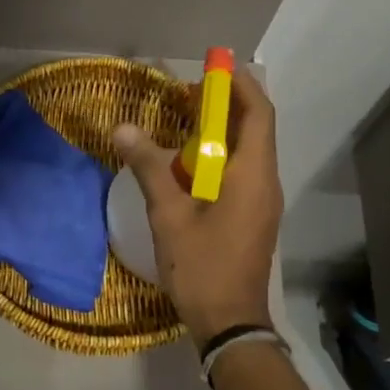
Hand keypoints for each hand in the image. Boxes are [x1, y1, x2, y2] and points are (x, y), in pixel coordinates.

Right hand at [113, 68, 282, 346]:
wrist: (230, 323)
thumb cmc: (203, 267)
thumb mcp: (170, 215)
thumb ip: (149, 168)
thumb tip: (123, 129)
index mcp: (253, 176)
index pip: (258, 114)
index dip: (240, 85)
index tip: (214, 67)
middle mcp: (265, 182)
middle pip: (253, 129)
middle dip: (225, 105)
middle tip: (187, 92)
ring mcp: (261, 201)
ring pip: (246, 151)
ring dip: (219, 131)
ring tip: (182, 120)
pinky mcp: (252, 216)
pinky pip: (239, 172)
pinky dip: (217, 155)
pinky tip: (186, 163)